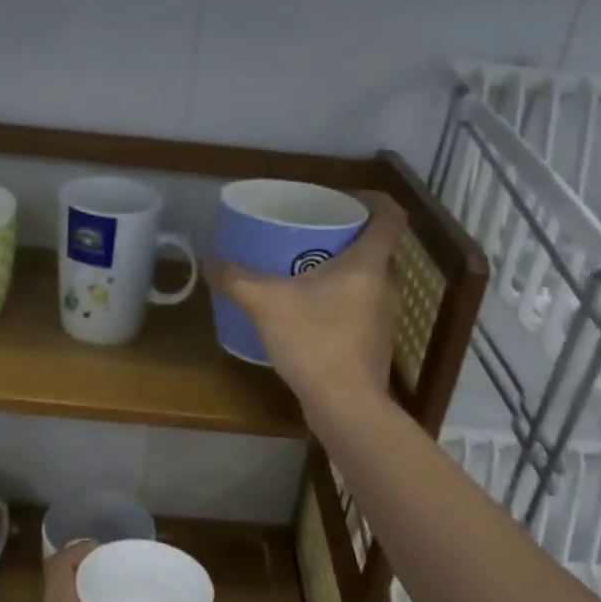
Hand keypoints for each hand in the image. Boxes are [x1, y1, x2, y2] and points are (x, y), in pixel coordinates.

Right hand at [208, 192, 406, 415]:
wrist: (344, 404)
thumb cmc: (314, 340)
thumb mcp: (266, 303)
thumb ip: (237, 280)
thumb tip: (210, 261)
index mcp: (368, 264)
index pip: (390, 217)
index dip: (376, 200)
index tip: (353, 197)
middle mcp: (386, 286)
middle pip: (378, 250)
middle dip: (351, 238)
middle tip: (317, 235)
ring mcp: (384, 318)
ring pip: (370, 282)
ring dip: (346, 273)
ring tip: (309, 273)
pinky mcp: (375, 345)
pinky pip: (362, 309)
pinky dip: (342, 303)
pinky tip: (312, 314)